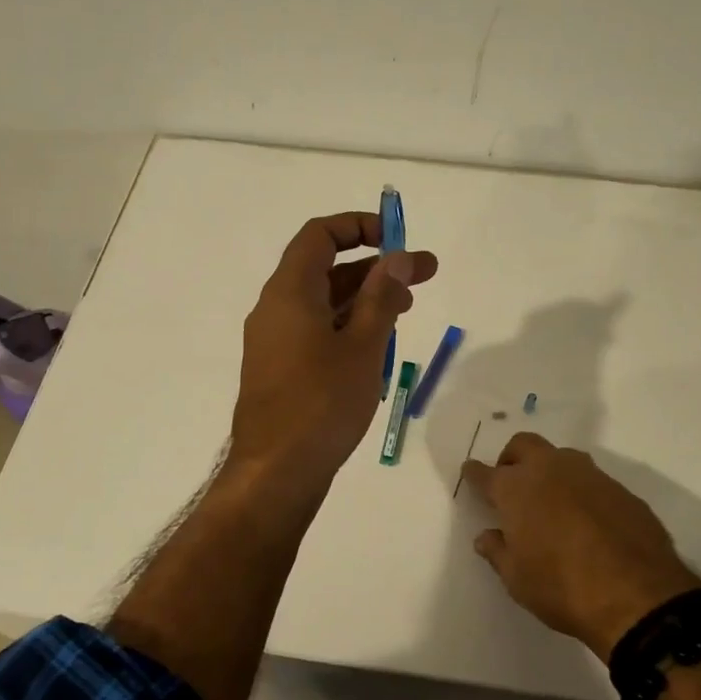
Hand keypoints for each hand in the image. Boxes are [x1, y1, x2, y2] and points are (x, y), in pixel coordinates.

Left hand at [228, 211, 438, 490]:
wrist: (275, 473)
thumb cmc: (321, 404)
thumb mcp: (362, 347)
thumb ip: (380, 297)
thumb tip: (395, 257)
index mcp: (289, 292)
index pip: (319, 235)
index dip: (358, 226)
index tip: (397, 239)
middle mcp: (275, 308)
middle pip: (326, 269)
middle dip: (376, 267)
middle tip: (425, 275)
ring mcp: (275, 341)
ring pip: (323, 303)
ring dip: (364, 298)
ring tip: (407, 310)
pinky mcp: (280, 370)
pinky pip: (315, 332)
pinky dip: (347, 327)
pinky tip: (378, 347)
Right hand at [461, 433, 700, 660]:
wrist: (638, 596)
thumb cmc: (562, 587)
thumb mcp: (517, 580)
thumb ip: (498, 552)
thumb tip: (487, 537)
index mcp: (516, 489)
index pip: (485, 473)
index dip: (474, 473)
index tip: (470, 472)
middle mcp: (550, 470)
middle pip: (523, 445)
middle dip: (512, 458)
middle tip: (511, 482)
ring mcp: (589, 475)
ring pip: (561, 457)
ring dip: (550, 470)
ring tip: (551, 500)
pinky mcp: (621, 489)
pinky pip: (592, 480)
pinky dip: (581, 492)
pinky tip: (587, 519)